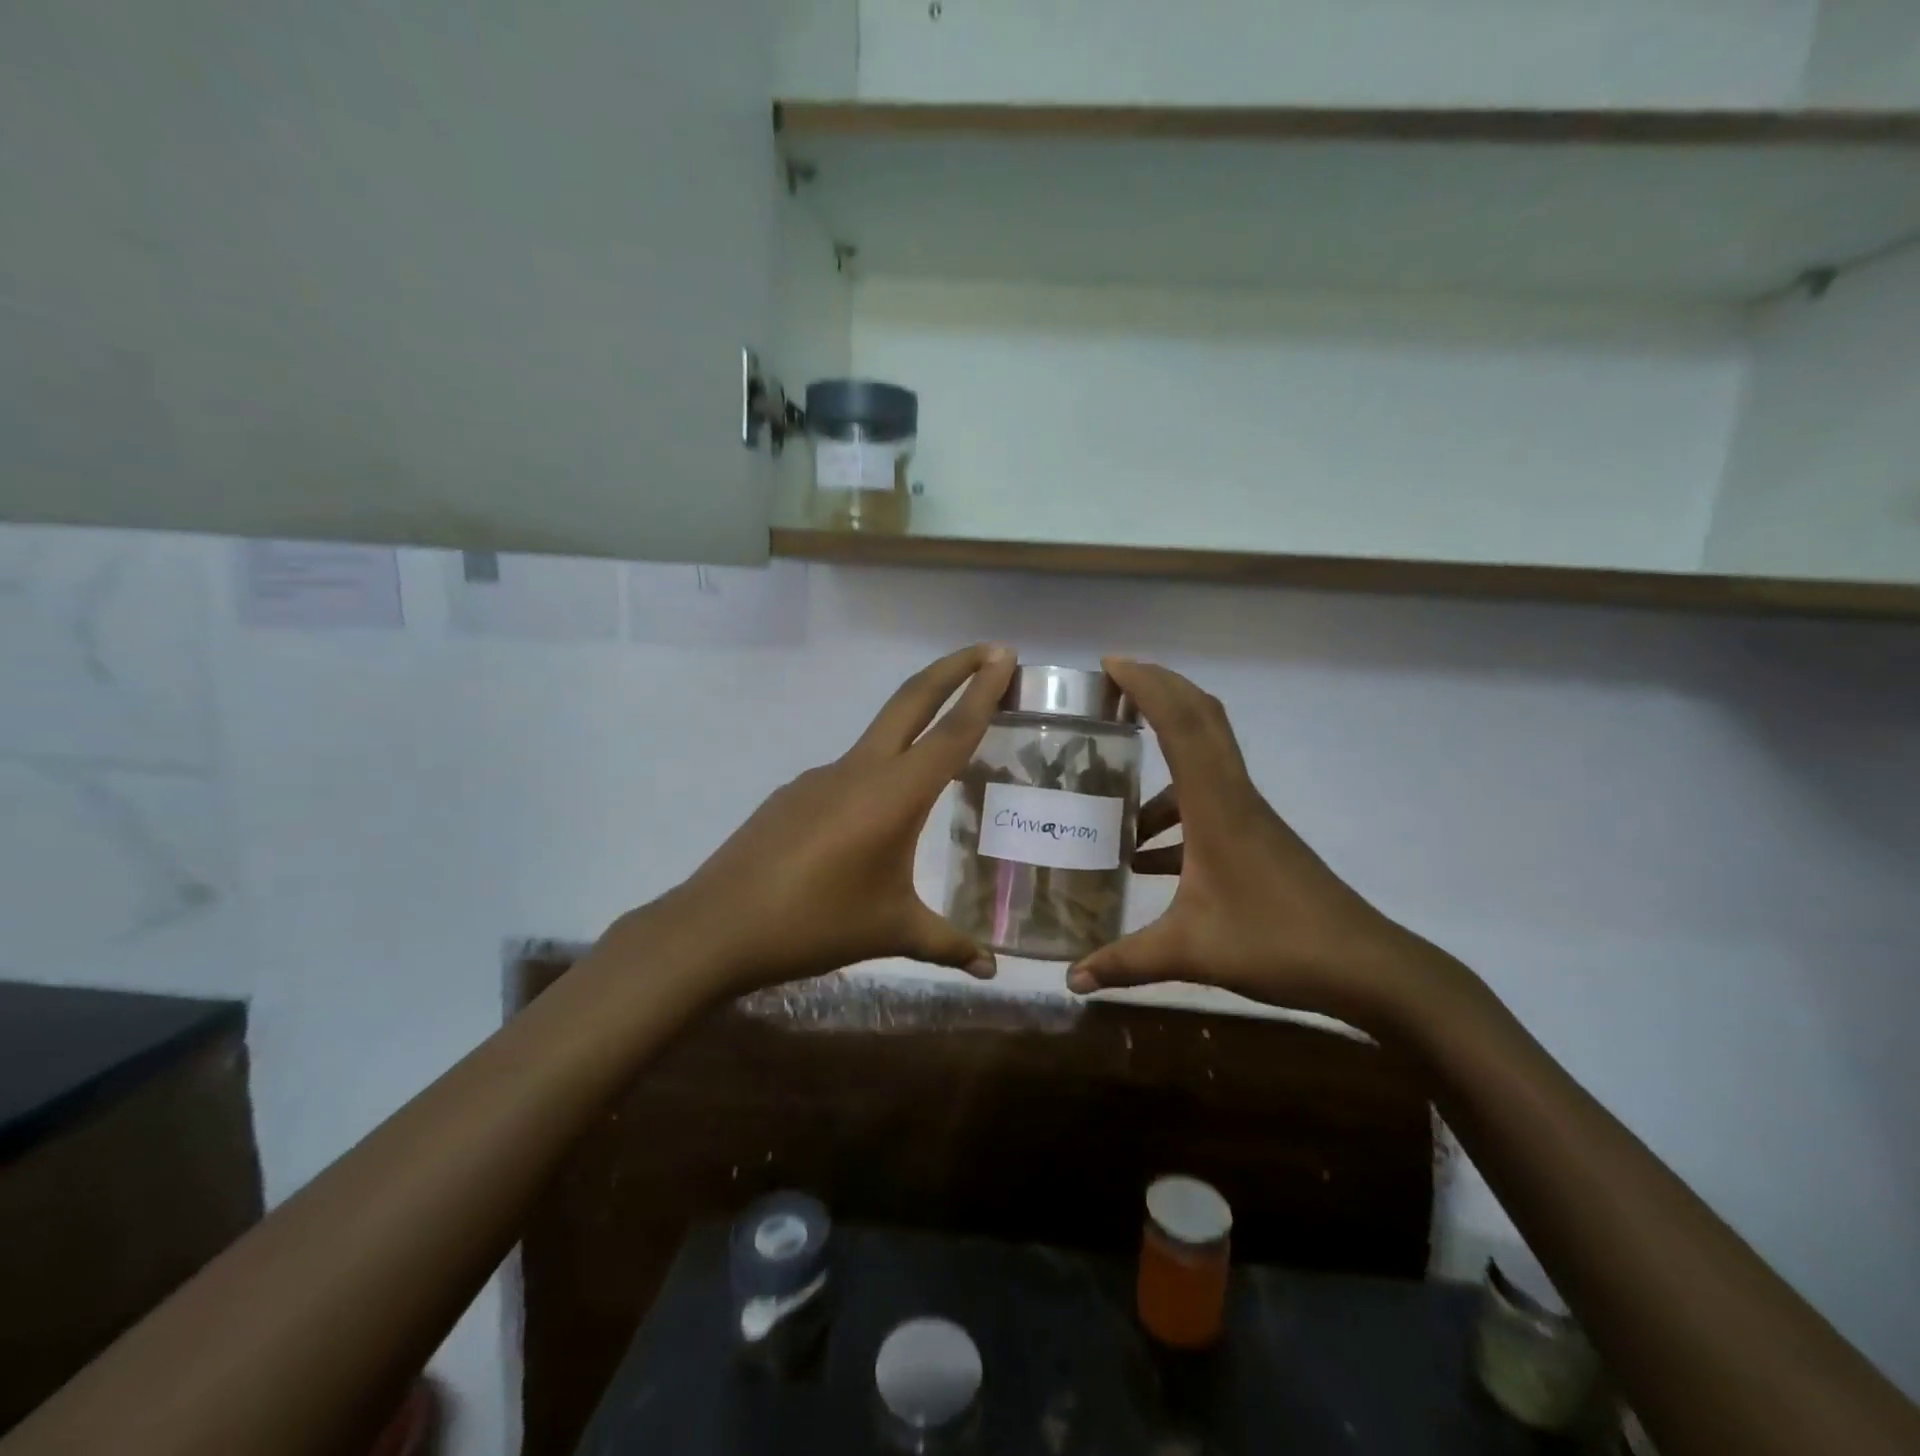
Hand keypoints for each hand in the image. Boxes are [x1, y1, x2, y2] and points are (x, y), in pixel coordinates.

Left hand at [658, 644, 1016, 995]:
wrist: (717, 926)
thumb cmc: (816, 924)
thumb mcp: (891, 932)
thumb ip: (947, 945)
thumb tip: (991, 970)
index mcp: (895, 794)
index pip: (952, 732)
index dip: (983, 692)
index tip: (1005, 656)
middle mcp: (860, 769)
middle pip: (912, 699)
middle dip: (953, 668)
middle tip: (989, 651)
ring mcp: (822, 775)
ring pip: (880, 734)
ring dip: (916, 721)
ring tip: (941, 749)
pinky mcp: (795, 792)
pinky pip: (848, 771)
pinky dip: (877, 772)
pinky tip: (873, 818)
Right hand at [1067, 658, 1447, 1025]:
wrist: (1365, 967)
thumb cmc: (1276, 944)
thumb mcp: (1190, 952)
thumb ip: (1124, 962)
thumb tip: (1070, 980)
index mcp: (1216, 806)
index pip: (1181, 722)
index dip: (1146, 684)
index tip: (1108, 665)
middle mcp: (1233, 797)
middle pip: (1200, 718)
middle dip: (1157, 690)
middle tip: (1110, 688)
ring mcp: (1248, 816)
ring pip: (1204, 759)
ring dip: (1162, 757)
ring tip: (1113, 785)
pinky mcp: (1256, 839)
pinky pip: (1207, 803)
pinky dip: (1173, 811)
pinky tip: (1146, 855)